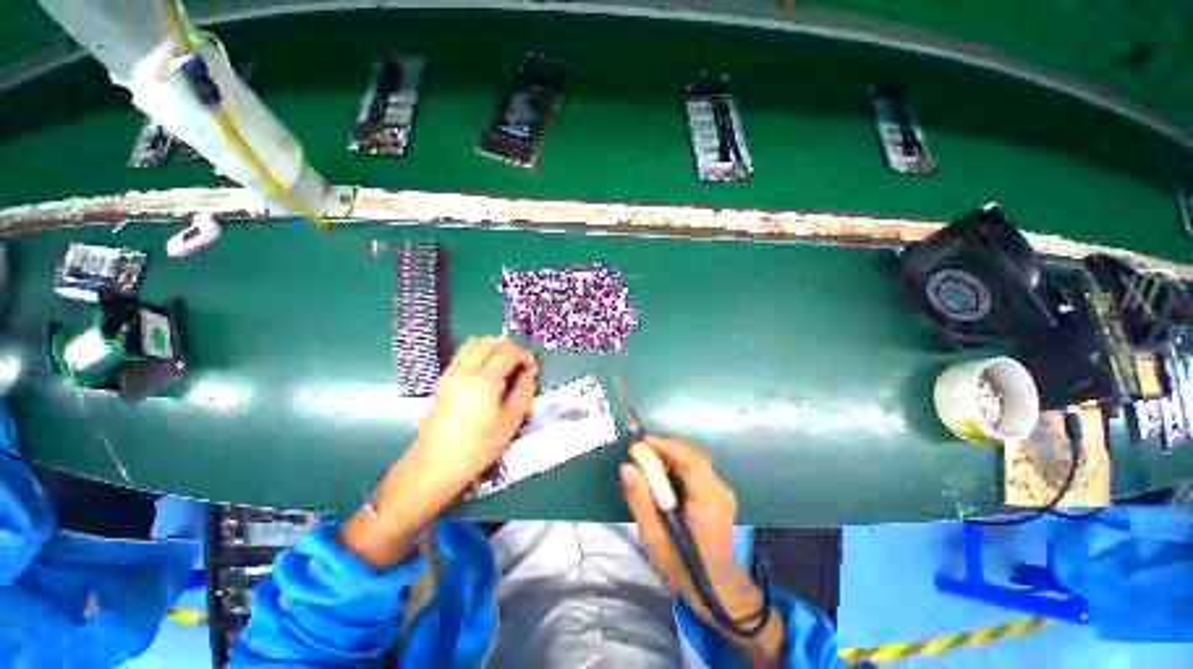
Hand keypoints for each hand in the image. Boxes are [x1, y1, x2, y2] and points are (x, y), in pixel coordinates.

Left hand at [342, 336, 536, 566]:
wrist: (433, 465)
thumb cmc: (477, 447)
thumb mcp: (510, 422)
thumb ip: (524, 392)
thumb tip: (529, 373)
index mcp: (484, 380)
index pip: (508, 350)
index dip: (525, 355)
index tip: (532, 369)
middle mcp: (465, 370)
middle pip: (490, 341)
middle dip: (509, 348)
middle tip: (519, 366)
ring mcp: (450, 372)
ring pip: (474, 343)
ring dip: (493, 348)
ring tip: (504, 367)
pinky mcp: (442, 379)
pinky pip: (464, 354)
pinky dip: (479, 355)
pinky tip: (487, 375)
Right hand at [620, 435, 783, 662]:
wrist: (716, 588)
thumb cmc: (683, 567)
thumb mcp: (654, 538)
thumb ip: (640, 501)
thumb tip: (626, 467)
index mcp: (708, 501)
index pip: (691, 460)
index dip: (666, 445)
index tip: (641, 442)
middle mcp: (719, 489)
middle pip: (693, 455)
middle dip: (665, 447)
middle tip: (639, 450)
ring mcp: (722, 490)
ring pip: (694, 459)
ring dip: (670, 454)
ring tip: (646, 458)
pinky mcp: (718, 492)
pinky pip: (696, 468)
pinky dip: (677, 464)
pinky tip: (661, 472)